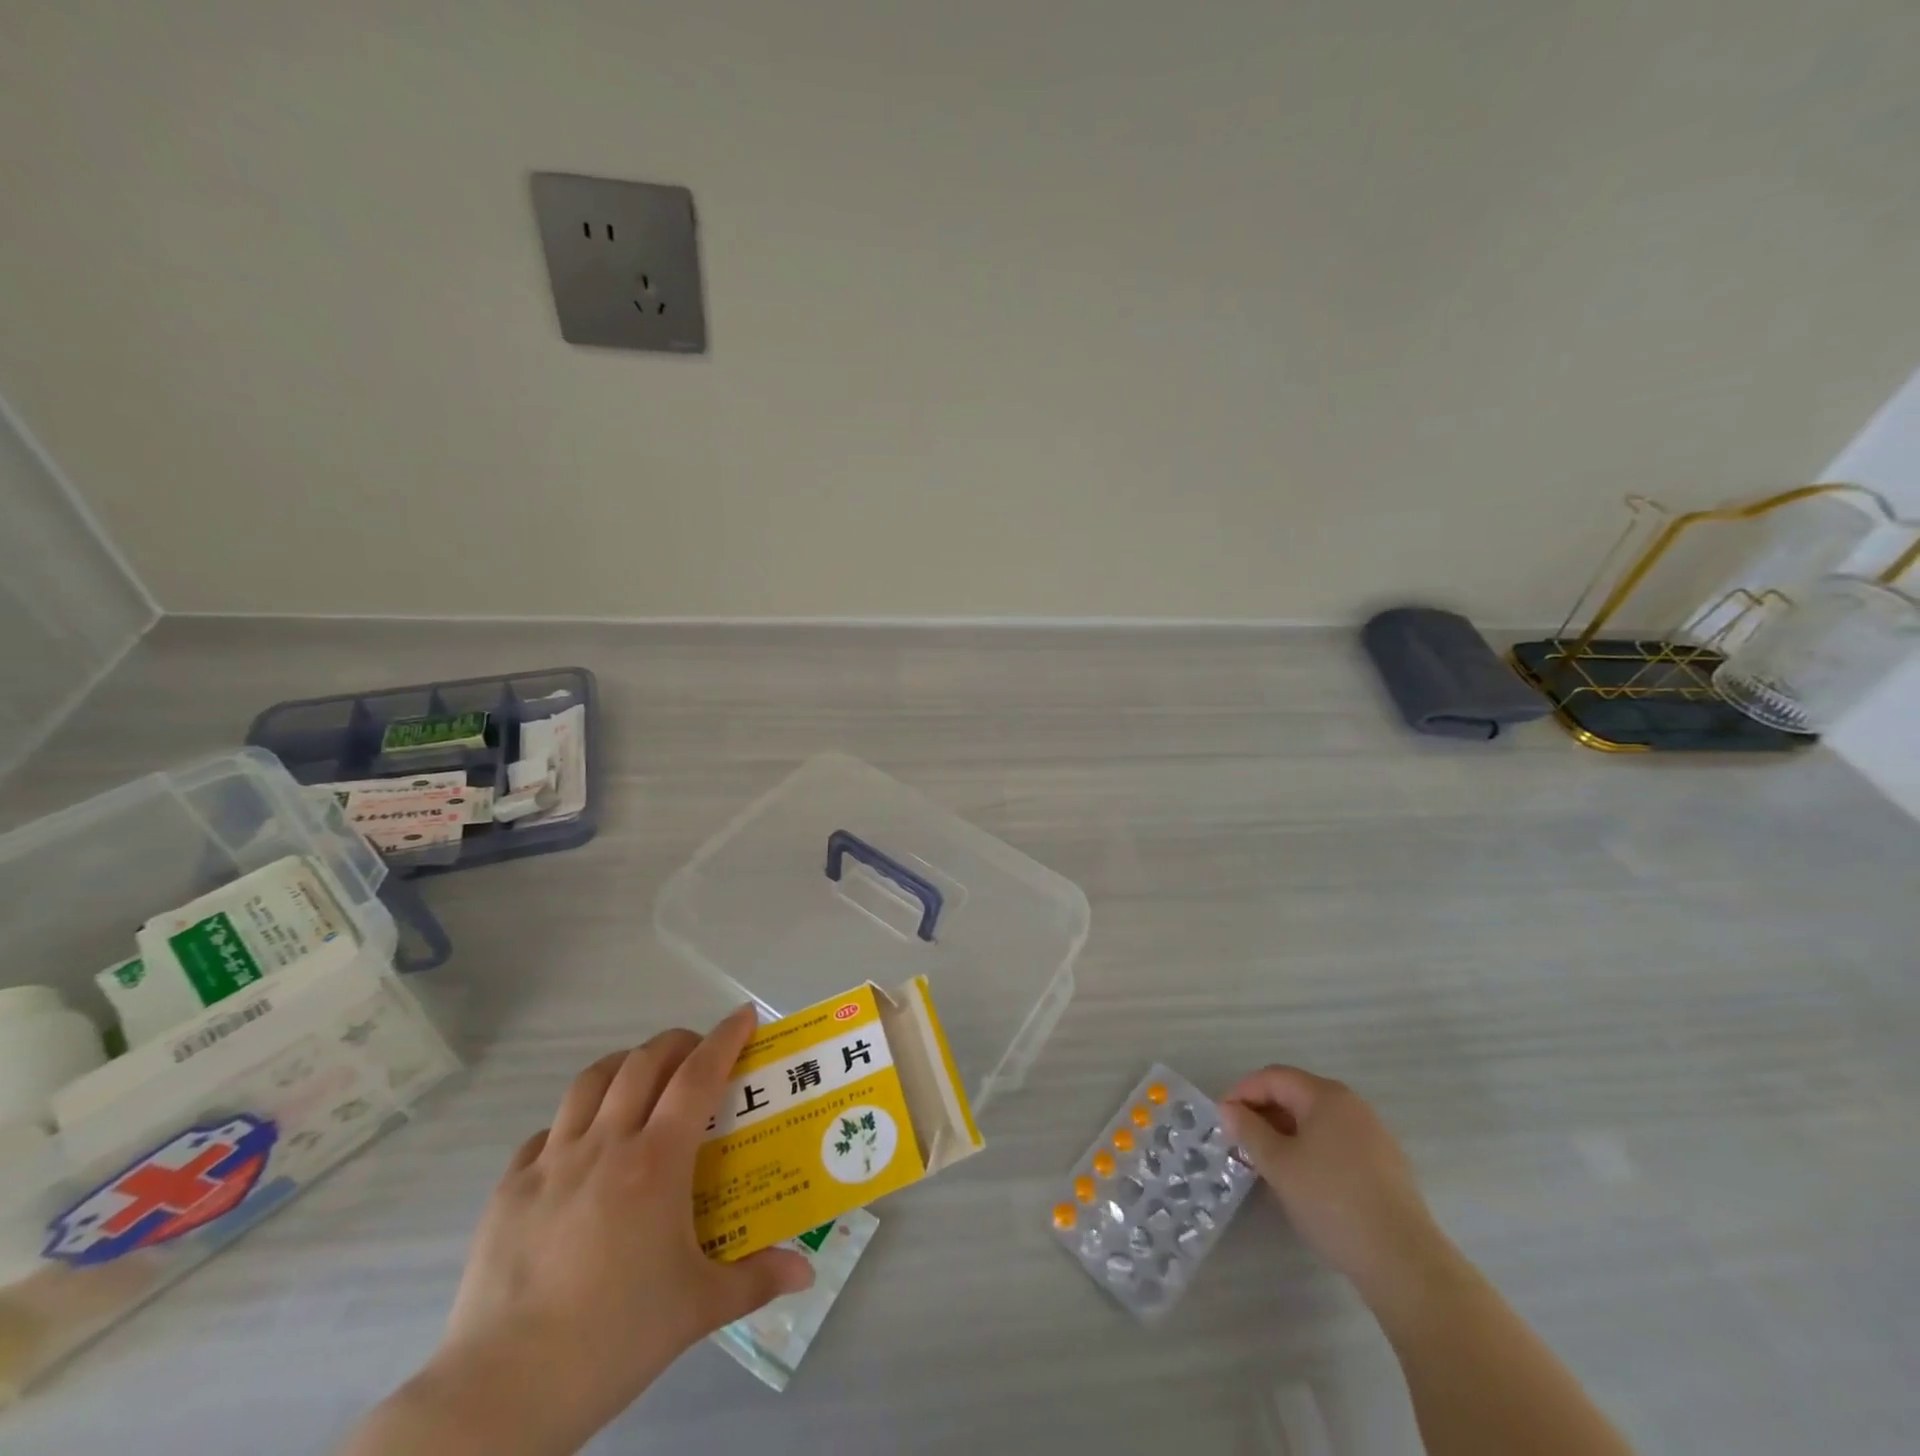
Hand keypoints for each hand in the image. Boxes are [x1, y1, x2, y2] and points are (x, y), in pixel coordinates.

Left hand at [359, 1007, 812, 1455]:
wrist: (503, 1391)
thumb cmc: (614, 1338)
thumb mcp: (698, 1309)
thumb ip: (756, 1279)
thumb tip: (805, 1273)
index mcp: (656, 1161)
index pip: (698, 1075)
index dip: (725, 1038)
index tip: (745, 1016)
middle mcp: (605, 1144)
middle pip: (644, 1062)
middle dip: (678, 1042)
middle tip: (698, 1054)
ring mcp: (551, 1162)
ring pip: (591, 1081)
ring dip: (625, 1065)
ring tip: (642, 1079)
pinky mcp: (509, 1189)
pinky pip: (547, 1131)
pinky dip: (573, 1122)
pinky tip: (581, 1148)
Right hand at [1222, 1066, 1461, 1311]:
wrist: (1405, 1262)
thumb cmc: (1332, 1201)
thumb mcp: (1278, 1164)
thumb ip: (1249, 1130)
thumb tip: (1229, 1109)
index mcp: (1326, 1096)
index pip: (1273, 1077)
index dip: (1242, 1092)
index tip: (1221, 1119)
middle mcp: (1352, 1105)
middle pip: (1296, 1095)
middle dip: (1263, 1113)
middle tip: (1240, 1141)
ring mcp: (1374, 1135)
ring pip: (1316, 1121)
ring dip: (1285, 1133)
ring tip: (1267, 1162)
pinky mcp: (1386, 1166)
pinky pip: (1336, 1142)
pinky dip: (1311, 1150)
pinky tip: (1303, 1180)